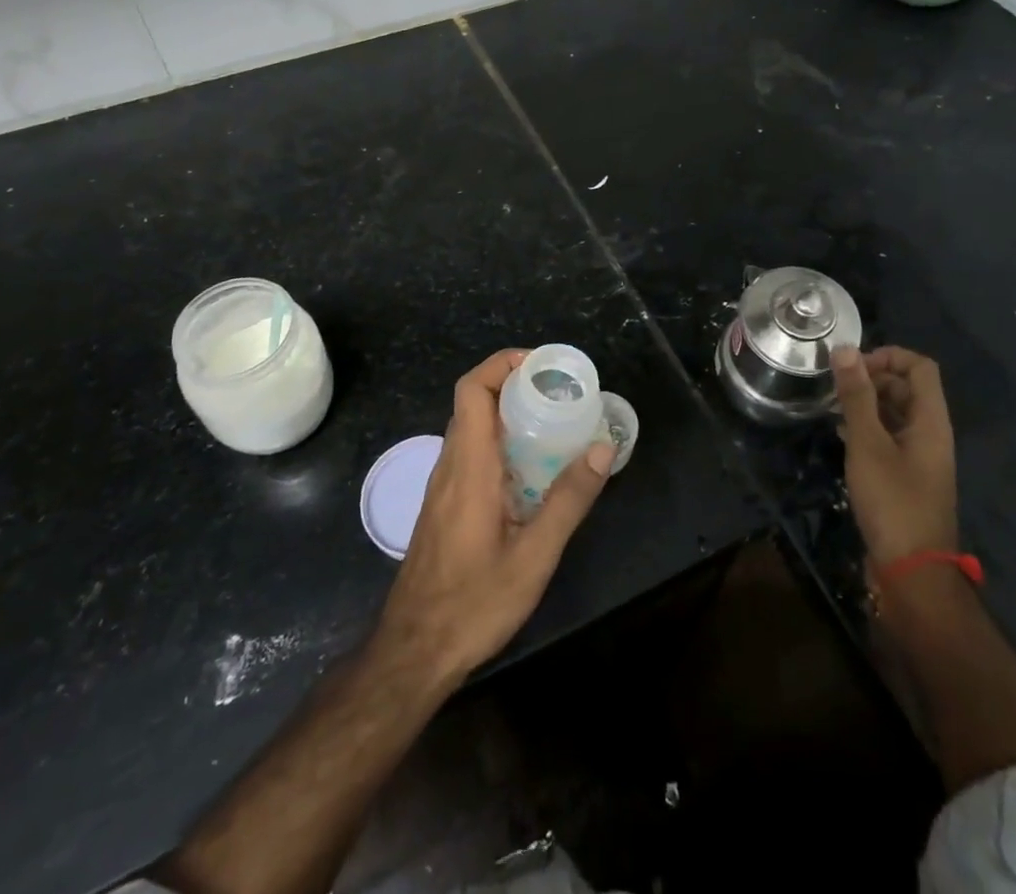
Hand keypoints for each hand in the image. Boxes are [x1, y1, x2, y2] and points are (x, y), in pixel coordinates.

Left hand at [375, 349, 614, 686]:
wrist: (414, 651)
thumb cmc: (473, 603)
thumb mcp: (534, 556)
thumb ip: (569, 500)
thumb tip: (602, 447)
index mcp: (469, 466)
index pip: (472, 389)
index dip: (501, 364)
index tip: (540, 366)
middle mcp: (450, 465)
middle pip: (472, 403)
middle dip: (513, 386)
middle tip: (557, 394)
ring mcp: (443, 486)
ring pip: (470, 429)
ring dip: (506, 415)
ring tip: (552, 424)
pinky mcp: (444, 506)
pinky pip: (470, 454)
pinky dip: (498, 443)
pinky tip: (530, 471)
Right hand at [834, 345, 957, 567]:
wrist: (912, 572)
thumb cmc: (893, 501)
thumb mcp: (868, 444)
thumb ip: (856, 396)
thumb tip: (844, 349)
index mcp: (931, 421)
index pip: (920, 367)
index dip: (888, 356)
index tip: (852, 366)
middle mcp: (930, 434)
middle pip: (907, 388)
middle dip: (872, 378)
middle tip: (835, 385)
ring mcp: (919, 457)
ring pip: (895, 413)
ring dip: (866, 403)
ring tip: (832, 405)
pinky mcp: (905, 477)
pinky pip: (888, 437)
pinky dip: (866, 427)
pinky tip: (840, 433)